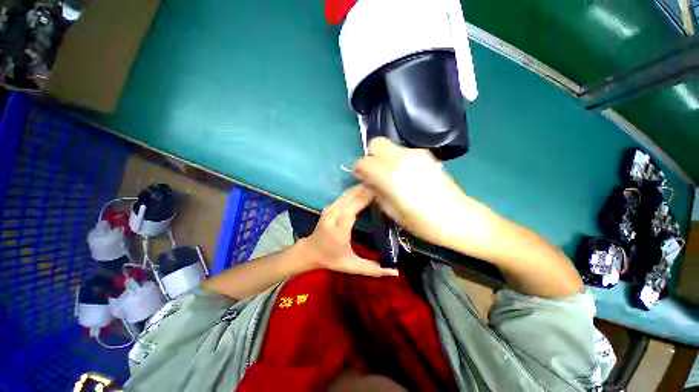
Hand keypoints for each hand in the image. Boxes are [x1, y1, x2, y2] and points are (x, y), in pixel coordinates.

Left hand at [300, 184, 398, 276]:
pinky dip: (356, 190)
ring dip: (362, 188)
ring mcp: (330, 209)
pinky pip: (344, 195)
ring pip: (347, 193)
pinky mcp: (330, 206)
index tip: (382, 193)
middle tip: (385, 186)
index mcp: (339, 229)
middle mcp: (333, 215)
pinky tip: (366, 189)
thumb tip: (395, 272)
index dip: (365, 198)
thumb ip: (373, 269)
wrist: (310, 251)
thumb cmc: (331, 259)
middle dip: (367, 189)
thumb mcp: (352, 266)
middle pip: (350, 197)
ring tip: (377, 185)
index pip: (352, 209)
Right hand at [353, 138, 500, 258]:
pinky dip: (396, 158)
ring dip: (383, 157)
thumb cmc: (423, 223)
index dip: (358, 168)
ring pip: (389, 145)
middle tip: (373, 172)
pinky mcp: (426, 155)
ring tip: (388, 174)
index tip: (360, 177)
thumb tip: (366, 179)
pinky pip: (402, 150)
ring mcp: (416, 154)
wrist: (458, 218)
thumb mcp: (392, 212)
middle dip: (370, 156)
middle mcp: (402, 159)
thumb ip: (376, 191)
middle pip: (376, 143)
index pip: (364, 162)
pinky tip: (403, 173)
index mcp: (392, 177)